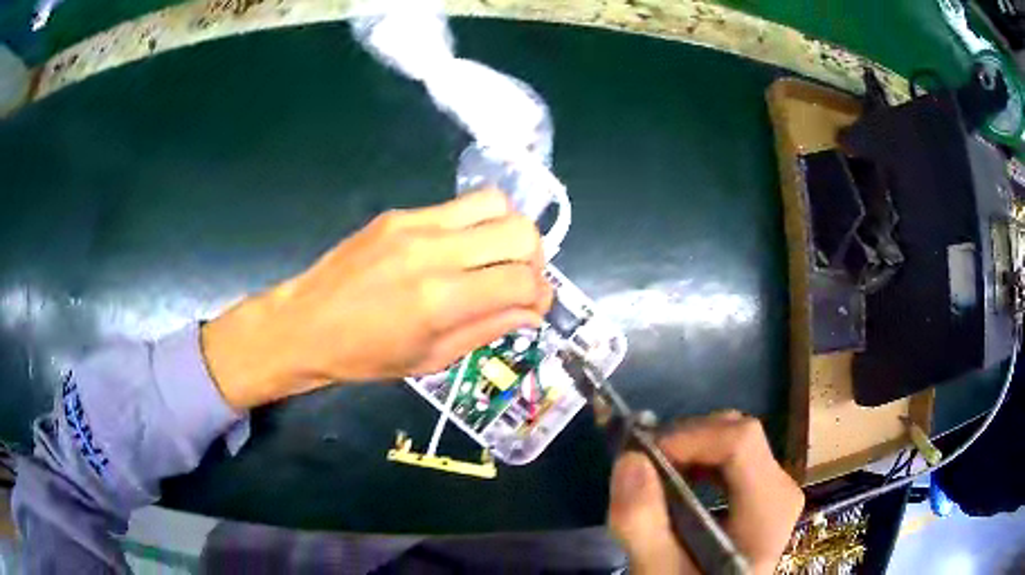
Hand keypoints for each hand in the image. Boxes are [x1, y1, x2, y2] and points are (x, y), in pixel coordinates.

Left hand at [201, 189, 552, 409]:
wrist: (306, 323)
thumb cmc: (365, 355)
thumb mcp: (433, 358)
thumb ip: (489, 328)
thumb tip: (532, 310)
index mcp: (442, 300)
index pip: (524, 281)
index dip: (542, 296)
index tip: (535, 308)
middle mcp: (435, 252)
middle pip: (520, 231)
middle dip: (535, 259)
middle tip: (519, 281)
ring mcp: (415, 224)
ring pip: (495, 203)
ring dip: (508, 232)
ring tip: (494, 259)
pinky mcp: (400, 213)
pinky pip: (458, 207)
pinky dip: (474, 227)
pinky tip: (456, 251)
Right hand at [608, 411, 803, 574]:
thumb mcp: (660, 572)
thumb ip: (642, 525)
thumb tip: (630, 458)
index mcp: (769, 510)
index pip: (742, 442)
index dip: (690, 438)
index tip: (643, 456)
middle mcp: (781, 489)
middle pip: (738, 433)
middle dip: (685, 439)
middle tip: (642, 463)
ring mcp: (774, 488)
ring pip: (734, 438)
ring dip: (689, 447)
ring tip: (653, 471)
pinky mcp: (762, 492)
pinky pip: (733, 455)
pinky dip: (698, 457)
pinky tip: (676, 479)